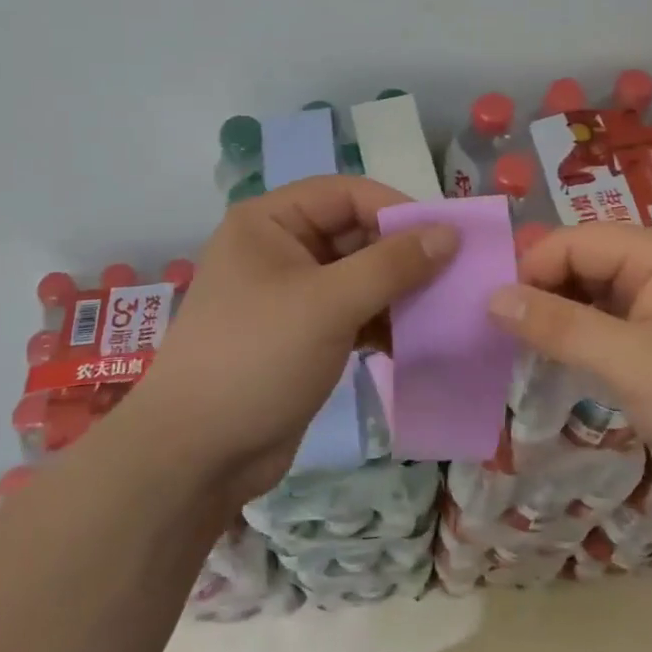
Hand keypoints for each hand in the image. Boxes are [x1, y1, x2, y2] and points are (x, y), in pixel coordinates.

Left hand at [151, 175, 457, 503]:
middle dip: (404, 255)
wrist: (196, 457)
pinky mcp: (304, 334)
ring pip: (360, 276)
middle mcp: (281, 248)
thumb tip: (450, 233)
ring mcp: (292, 294)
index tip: (447, 238)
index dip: (398, 209)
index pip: (347, 194)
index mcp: (270, 222)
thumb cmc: (256, 359)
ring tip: (442, 310)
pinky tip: (414, 341)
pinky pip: (355, 312)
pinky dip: (384, 322)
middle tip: (455, 276)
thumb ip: (392, 264)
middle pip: (356, 233)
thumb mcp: (328, 304)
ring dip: (400, 291)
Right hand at [487, 224, 651, 498]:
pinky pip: (609, 326)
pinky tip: (554, 364)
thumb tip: (492, 297)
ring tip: (516, 352)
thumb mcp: (629, 362)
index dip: (528, 271)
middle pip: (580, 264)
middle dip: (539, 294)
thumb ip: (559, 326)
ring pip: (591, 297)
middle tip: (495, 337)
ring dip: (557, 320)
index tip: (488, 314)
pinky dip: (580, 341)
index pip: (571, 242)